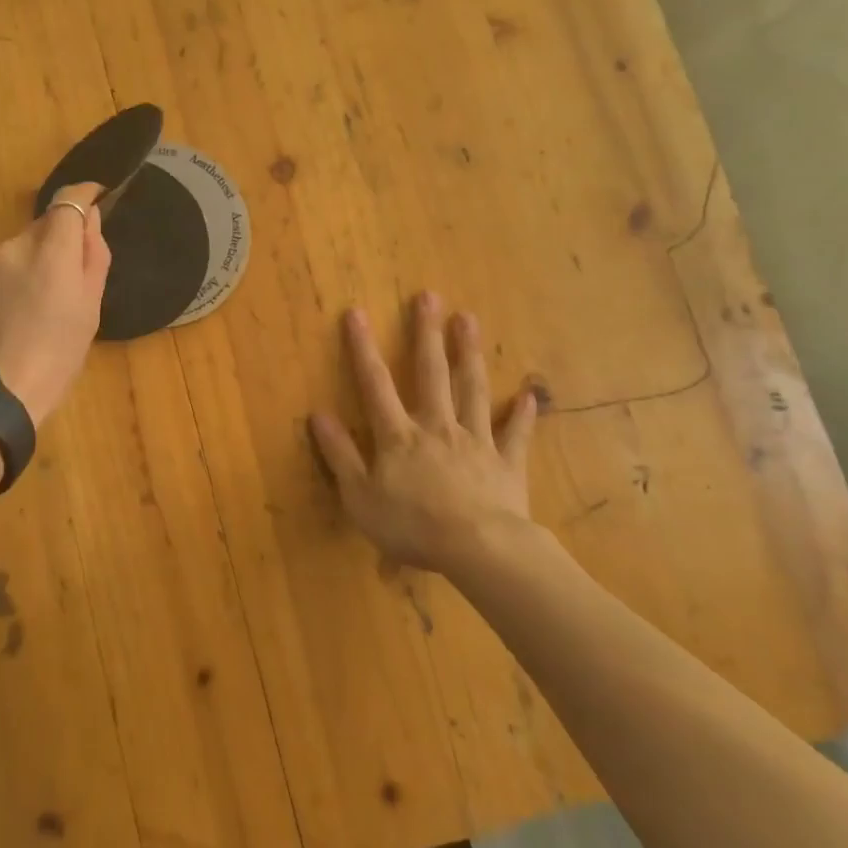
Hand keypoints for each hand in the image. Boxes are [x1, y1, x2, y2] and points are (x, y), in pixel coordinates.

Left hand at [0, 183, 111, 425]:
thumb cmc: (52, 360)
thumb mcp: (89, 313)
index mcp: (51, 253)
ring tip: (41, 307)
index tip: (96, 197)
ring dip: (35, 262)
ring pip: (20, 248)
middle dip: (60, 239)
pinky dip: (12, 279)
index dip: (84, 195)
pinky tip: (14, 316)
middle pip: (44, 226)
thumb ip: (92, 259)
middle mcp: (14, 247)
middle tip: (73, 279)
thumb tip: (90, 221)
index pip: (68, 200)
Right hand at [309, 292, 540, 575]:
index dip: (363, 348)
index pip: (375, 384)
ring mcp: (476, 442)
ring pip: (473, 390)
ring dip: (469, 355)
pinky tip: (529, 394)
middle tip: (429, 296)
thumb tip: (317, 414)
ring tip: (468, 319)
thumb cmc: (411, 526)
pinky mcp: (506, 464)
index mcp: (399, 436)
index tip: (356, 313)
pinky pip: (515, 434)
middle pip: (431, 374)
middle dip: (427, 334)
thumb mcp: (359, 496)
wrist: (479, 550)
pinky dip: (523, 414)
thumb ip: (340, 454)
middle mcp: (437, 427)